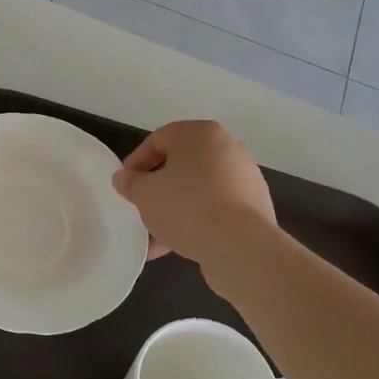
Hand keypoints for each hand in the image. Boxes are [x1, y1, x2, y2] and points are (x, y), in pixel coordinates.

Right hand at [112, 120, 276, 263]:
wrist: (239, 244)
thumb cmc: (185, 206)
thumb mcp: (145, 194)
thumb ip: (130, 182)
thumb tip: (124, 177)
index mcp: (199, 134)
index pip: (157, 140)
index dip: (136, 162)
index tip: (125, 185)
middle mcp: (226, 147)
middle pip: (181, 164)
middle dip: (158, 187)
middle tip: (141, 207)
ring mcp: (244, 176)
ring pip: (199, 188)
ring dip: (176, 208)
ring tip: (156, 236)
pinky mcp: (254, 204)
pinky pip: (217, 206)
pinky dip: (198, 219)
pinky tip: (179, 244)